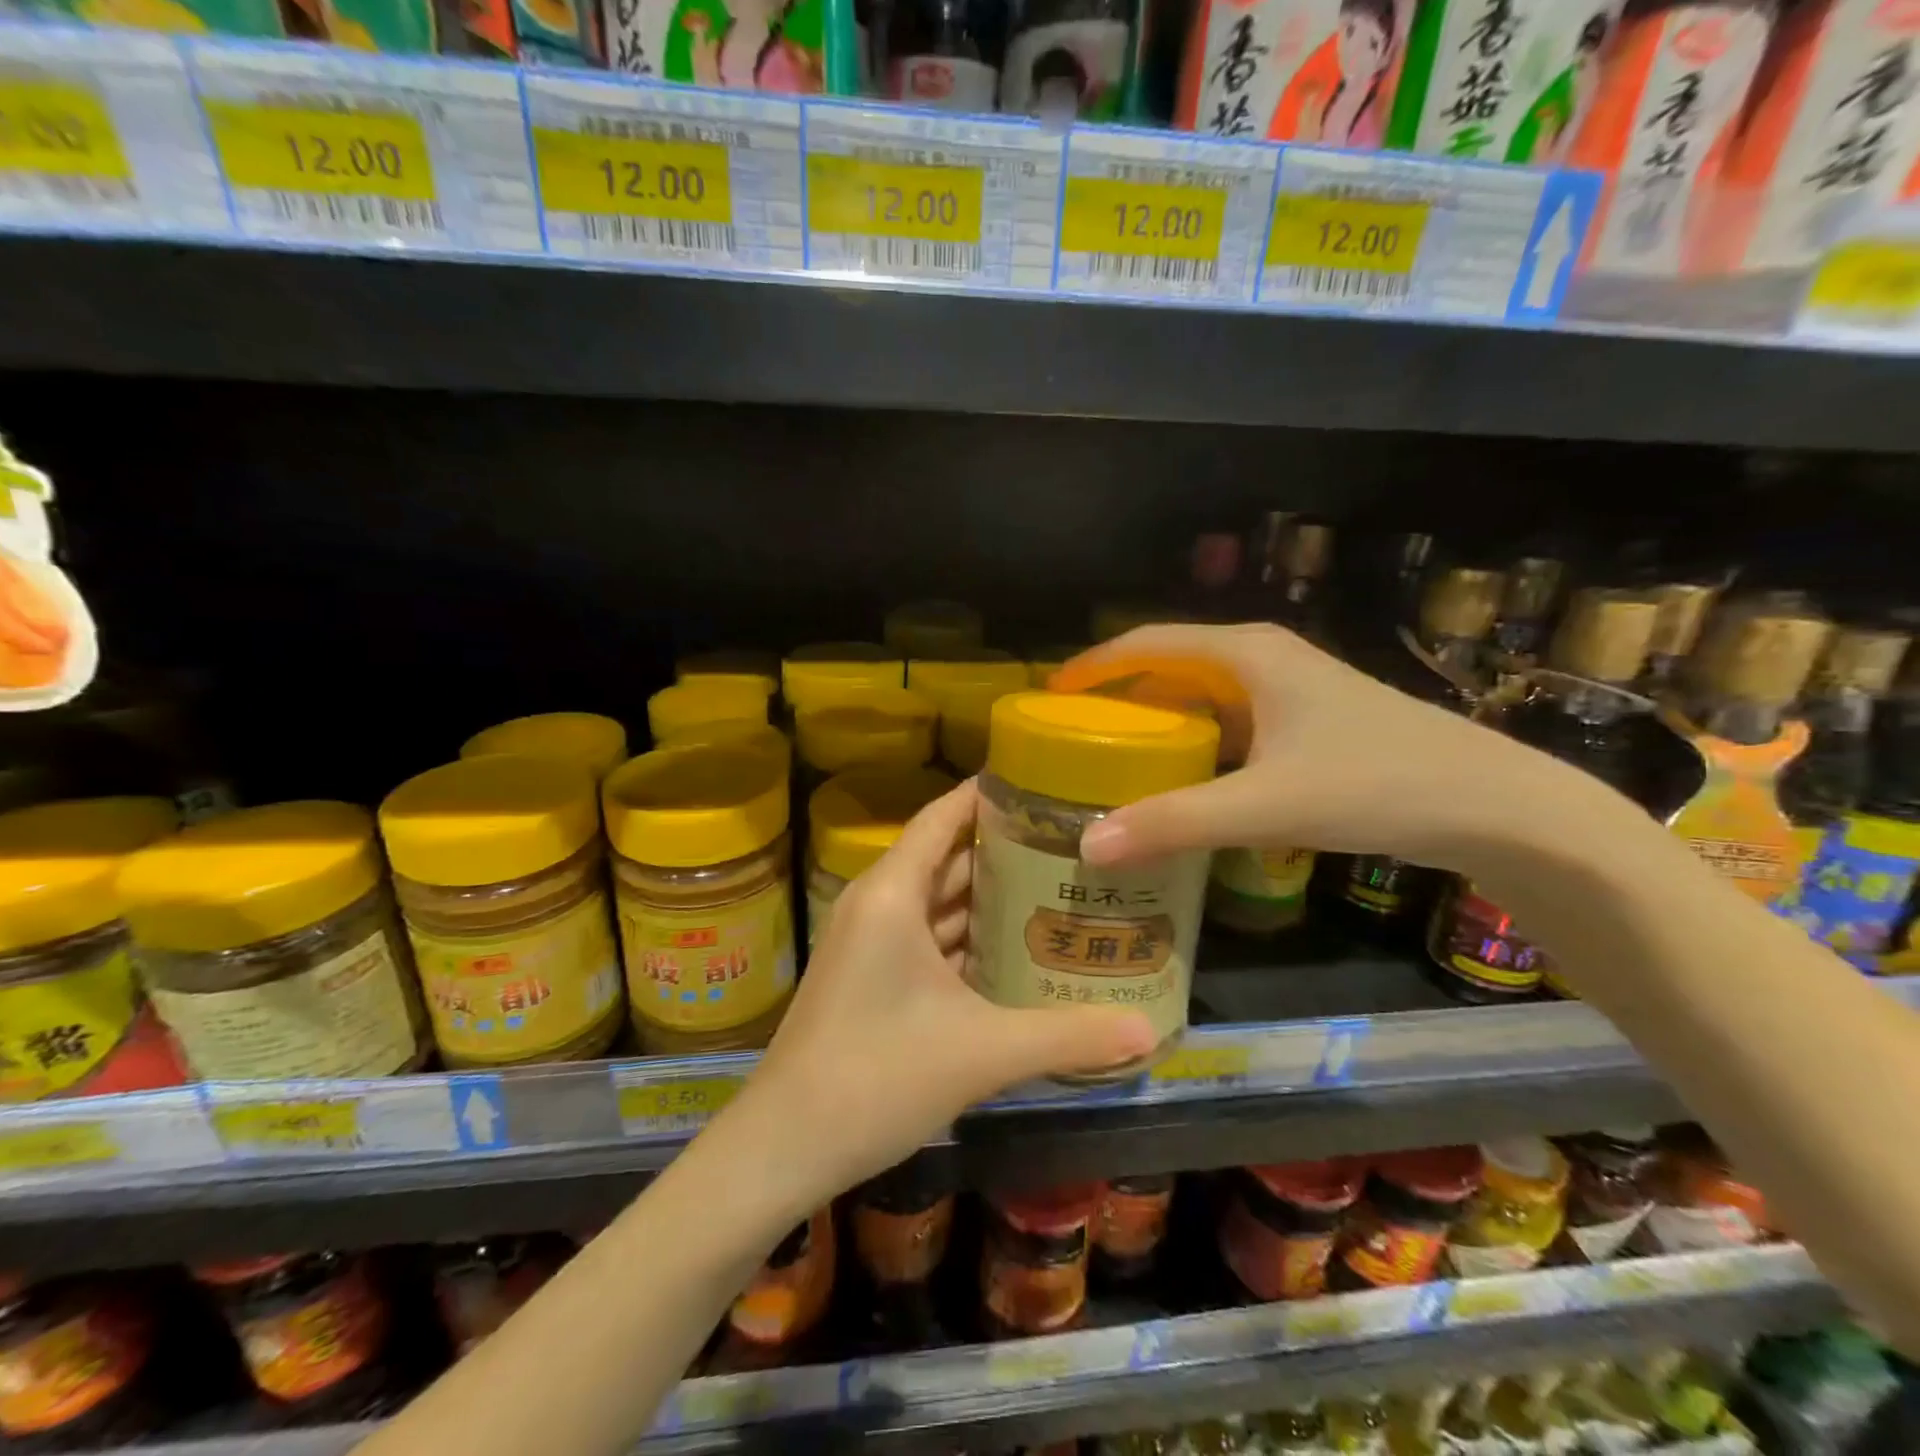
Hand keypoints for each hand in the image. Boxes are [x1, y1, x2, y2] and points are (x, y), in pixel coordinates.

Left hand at [742, 781, 1155, 1204]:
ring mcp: (871, 943)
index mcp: (893, 893)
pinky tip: (1017, 952)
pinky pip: (929, 939)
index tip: (1044, 785)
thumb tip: (1149, 1032)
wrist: (783, 1146)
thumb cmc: (876, 1076)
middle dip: (1006, 849)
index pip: (943, 816)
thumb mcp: (982, 1052)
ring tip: (1058, 889)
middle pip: (948, 857)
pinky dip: (969, 939)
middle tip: (1073, 844)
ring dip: (990, 899)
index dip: (988, 795)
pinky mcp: (872, 978)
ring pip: (939, 903)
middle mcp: (879, 904)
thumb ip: (1068, 1036)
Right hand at [1057, 623, 1606, 872]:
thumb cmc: (1377, 784)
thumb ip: (1174, 824)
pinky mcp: (1310, 723)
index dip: (1095, 665)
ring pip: (1203, 695)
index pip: (1148, 642)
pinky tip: (1184, 779)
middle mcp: (1265, 659)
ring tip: (1115, 757)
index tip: (1050, 695)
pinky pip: (1230, 722)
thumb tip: (1088, 846)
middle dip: (1120, 695)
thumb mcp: (1265, 804)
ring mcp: (1292, 691)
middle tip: (1074, 734)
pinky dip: (1196, 742)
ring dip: (1159, 720)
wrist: (1497, 806)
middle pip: (1171, 665)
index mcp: (1246, 654)